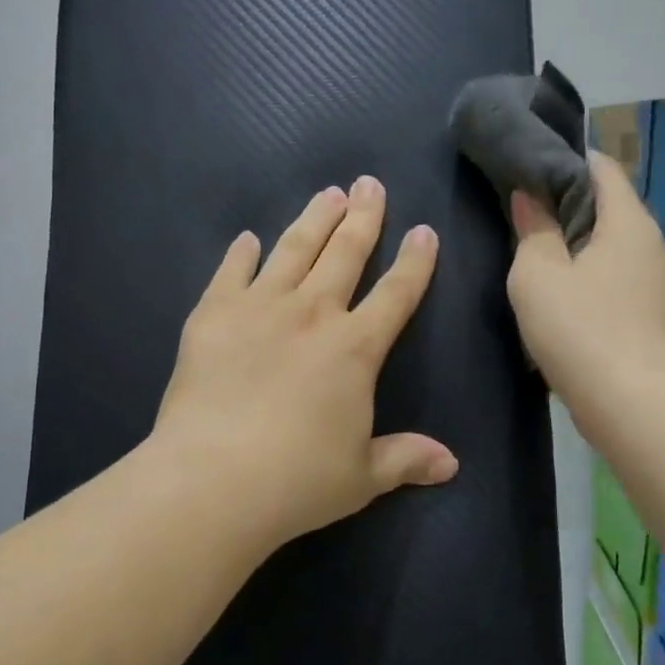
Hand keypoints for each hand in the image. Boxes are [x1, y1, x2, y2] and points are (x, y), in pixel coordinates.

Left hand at [152, 176, 458, 547]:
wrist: (213, 480)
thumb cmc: (297, 480)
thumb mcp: (361, 477)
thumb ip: (405, 459)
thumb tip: (451, 464)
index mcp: (355, 348)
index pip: (396, 293)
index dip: (414, 261)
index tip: (423, 231)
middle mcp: (312, 314)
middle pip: (345, 253)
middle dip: (363, 216)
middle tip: (369, 184)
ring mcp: (259, 308)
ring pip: (293, 249)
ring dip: (313, 219)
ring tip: (327, 193)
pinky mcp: (213, 315)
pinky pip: (230, 272)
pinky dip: (240, 254)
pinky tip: (246, 238)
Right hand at [506, 152, 664, 416]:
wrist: (634, 407)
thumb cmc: (580, 330)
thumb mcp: (538, 274)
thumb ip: (534, 230)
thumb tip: (532, 197)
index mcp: (629, 224)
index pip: (604, 169)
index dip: (571, 160)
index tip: (537, 165)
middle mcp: (656, 247)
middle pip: (614, 210)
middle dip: (575, 207)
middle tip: (532, 214)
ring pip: (621, 251)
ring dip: (589, 249)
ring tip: (550, 259)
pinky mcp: (662, 322)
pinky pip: (628, 286)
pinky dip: (604, 283)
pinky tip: (579, 304)